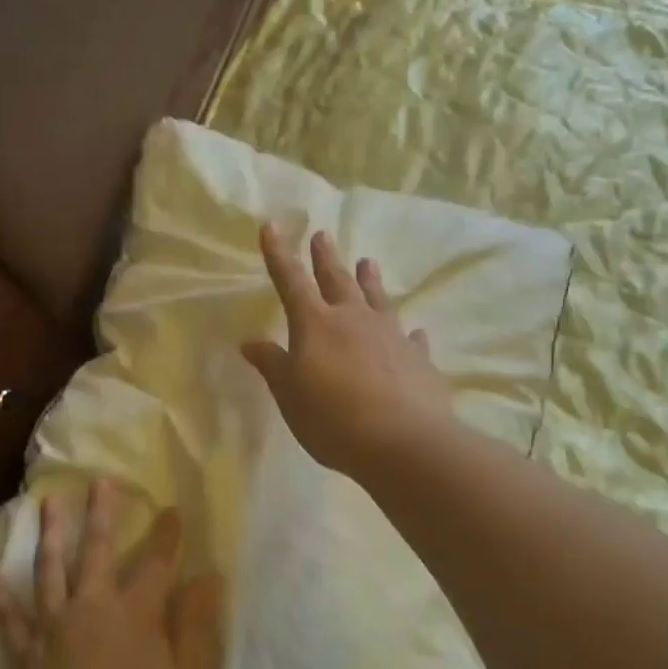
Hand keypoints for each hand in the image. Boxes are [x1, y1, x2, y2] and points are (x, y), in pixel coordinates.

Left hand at [0, 481, 224, 668]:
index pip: (157, 562)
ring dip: (51, 533)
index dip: (167, 534)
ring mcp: (53, 629)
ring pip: (50, 569)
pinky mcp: (25, 656)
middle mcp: (91, 607)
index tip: (172, 509)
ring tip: (48, 503)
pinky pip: (9, 617)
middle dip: (102, 513)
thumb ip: (196, 623)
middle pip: (98, 550)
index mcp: (135, 612)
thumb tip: (208, 577)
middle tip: (100, 481)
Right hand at [242, 222, 455, 477]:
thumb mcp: (290, 396)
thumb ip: (272, 365)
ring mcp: (390, 335)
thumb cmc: (333, 419)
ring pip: (377, 299)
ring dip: (370, 280)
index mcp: (316, 324)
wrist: (403, 442)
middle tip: (322, 235)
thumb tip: (250, 342)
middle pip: (336, 280)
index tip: (271, 226)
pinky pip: (411, 338)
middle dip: (326, 258)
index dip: (278, 254)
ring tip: (367, 262)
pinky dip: (409, 333)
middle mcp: (354, 319)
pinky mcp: (418, 358)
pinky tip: (415, 331)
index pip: (291, 281)